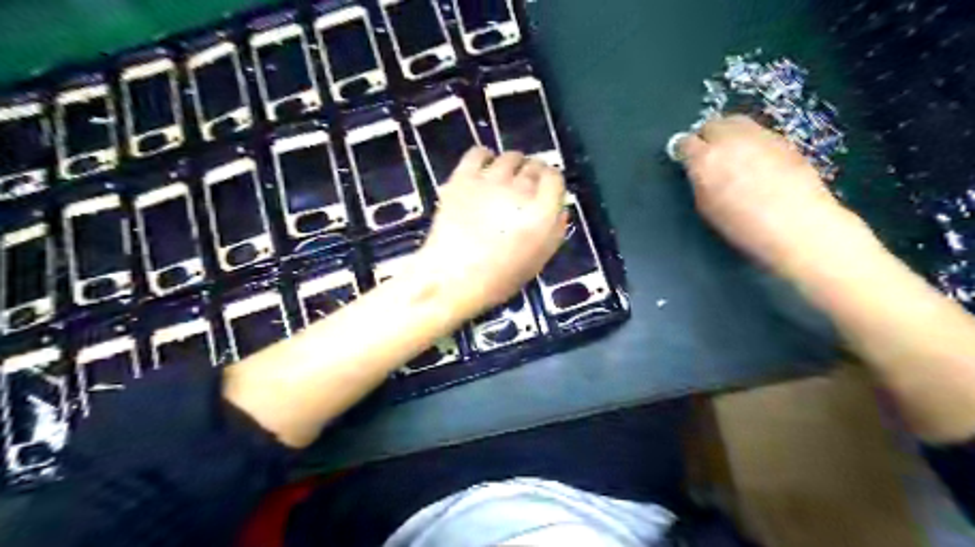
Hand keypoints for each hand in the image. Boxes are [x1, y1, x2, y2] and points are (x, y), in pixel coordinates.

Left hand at [417, 150, 564, 318]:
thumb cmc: (498, 279)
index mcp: (542, 213)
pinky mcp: (463, 178)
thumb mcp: (538, 261)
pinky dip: (484, 156)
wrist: (452, 278)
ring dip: (513, 164)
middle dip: (534, 174)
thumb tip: (560, 208)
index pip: (555, 178)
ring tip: (506, 177)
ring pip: (510, 157)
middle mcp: (520, 190)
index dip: (552, 182)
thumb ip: (554, 231)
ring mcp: (490, 181)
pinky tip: (484, 167)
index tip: (546, 189)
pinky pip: (478, 152)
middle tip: (525, 187)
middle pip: (534, 166)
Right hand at [679, 114, 876, 276]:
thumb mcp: (707, 207)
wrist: (797, 225)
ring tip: (732, 154)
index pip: (685, 142)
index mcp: (705, 159)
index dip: (683, 151)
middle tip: (708, 154)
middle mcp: (730, 140)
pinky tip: (757, 161)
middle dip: (706, 137)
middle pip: (711, 124)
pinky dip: (751, 141)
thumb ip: (699, 182)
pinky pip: (759, 132)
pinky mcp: (784, 139)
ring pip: (736, 122)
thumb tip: (699, 172)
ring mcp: (760, 136)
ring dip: (729, 134)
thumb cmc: (744, 226)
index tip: (685, 160)